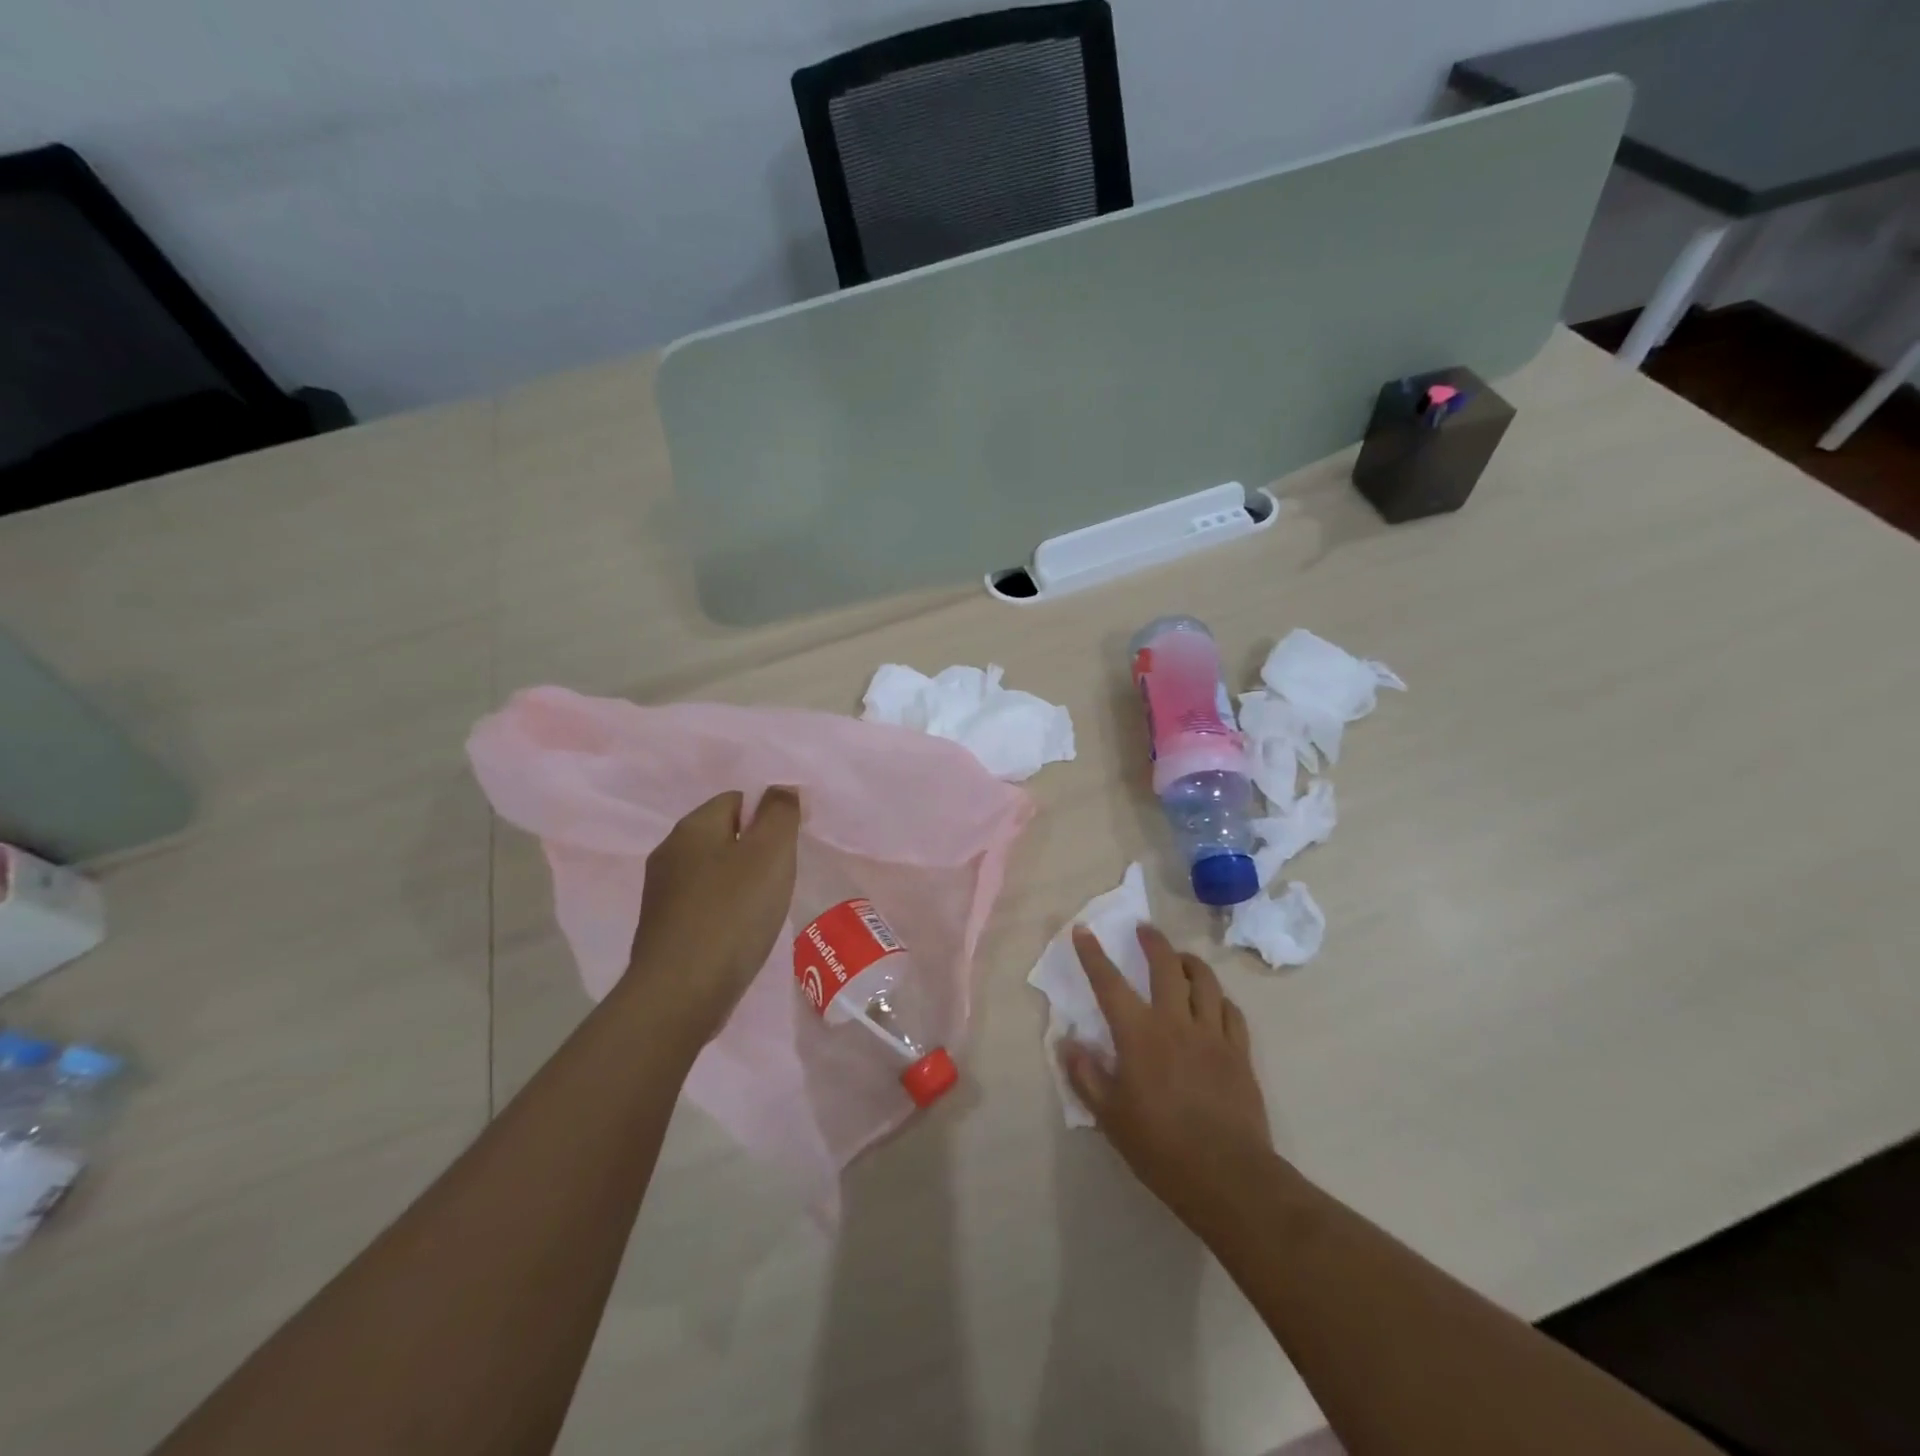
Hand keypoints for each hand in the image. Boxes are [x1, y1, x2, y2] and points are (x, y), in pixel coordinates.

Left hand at [625, 788, 801, 1039]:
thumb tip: (782, 788)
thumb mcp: (770, 853)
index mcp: (692, 827)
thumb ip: (780, 812)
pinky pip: (704, 904)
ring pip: (714, 871)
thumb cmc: (732, 914)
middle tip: (781, 879)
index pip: (737, 799)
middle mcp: (669, 852)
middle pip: (725, 835)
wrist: (680, 994)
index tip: (790, 848)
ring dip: (742, 884)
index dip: (769, 817)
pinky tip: (740, 934)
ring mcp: (661, 893)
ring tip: (764, 909)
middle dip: (757, 851)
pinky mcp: (663, 928)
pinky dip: (726, 911)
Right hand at [1064, 924, 1280, 1234]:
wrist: (1228, 1176)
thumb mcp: (1110, 1116)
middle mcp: (1176, 1023)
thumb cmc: (1160, 1147)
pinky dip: (1219, 998)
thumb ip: (1086, 1075)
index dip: (1093, 954)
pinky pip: (1231, 1011)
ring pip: (1204, 981)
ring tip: (1180, 958)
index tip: (1083, 929)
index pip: (1110, 983)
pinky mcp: (1240, 1052)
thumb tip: (1066, 1041)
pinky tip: (1214, 1001)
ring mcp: (1213, 1035)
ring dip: (1189, 962)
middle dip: (1152, 942)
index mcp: (1139, 1035)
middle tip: (1144, 929)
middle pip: (1166, 967)